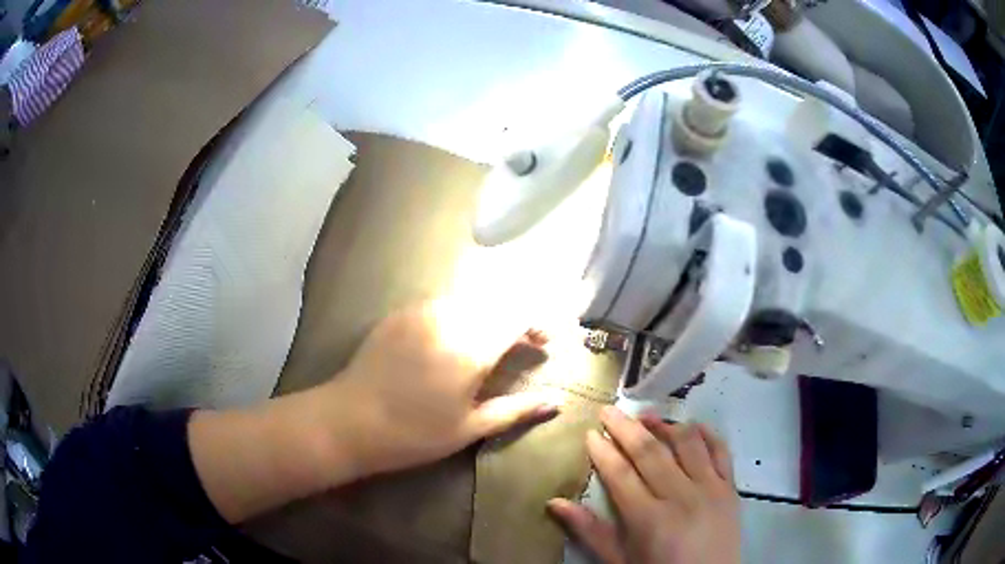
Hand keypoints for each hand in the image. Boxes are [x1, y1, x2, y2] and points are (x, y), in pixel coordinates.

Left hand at [325, 299, 557, 475]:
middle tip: (522, 346)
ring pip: (470, 299)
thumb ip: (516, 410)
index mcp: (471, 347)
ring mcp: (421, 311)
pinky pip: (442, 302)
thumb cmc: (414, 434)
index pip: (517, 315)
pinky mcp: (401, 313)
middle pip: (496, 302)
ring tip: (490, 342)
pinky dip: (461, 313)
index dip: (537, 324)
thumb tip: (556, 403)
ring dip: (489, 315)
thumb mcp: (469, 427)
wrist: (350, 421)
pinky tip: (455, 337)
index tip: (543, 344)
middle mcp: (450, 318)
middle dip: (516, 319)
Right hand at [548, 407, 740, 563]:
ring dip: (665, 425)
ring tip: (646, 416)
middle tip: (608, 410)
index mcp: (650, 519)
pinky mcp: (731, 488)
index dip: (603, 451)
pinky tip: (692, 426)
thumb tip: (555, 503)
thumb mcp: (620, 561)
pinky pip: (721, 451)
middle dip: (625, 428)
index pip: (621, 474)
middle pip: (650, 452)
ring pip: (686, 444)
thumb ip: (590, 532)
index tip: (590, 433)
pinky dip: (707, 434)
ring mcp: (710, 489)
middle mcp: (681, 497)